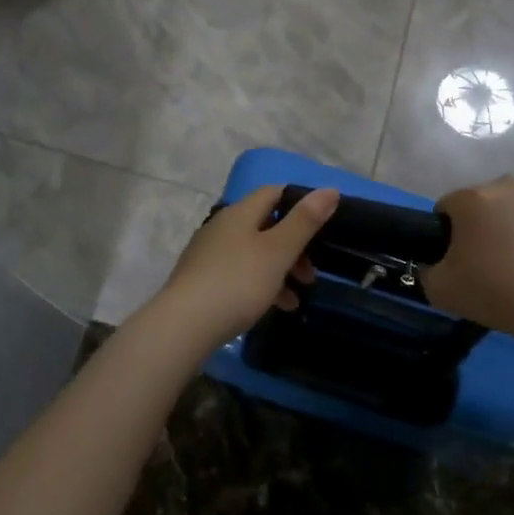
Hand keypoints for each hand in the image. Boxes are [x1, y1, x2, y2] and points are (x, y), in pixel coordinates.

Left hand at [147, 184, 340, 349]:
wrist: (184, 325)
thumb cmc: (238, 282)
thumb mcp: (278, 251)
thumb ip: (304, 221)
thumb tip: (329, 189)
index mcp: (240, 212)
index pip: (273, 192)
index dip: (299, 203)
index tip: (321, 226)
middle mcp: (222, 226)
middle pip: (265, 225)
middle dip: (293, 246)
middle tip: (311, 273)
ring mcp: (209, 253)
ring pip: (253, 252)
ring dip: (280, 270)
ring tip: (297, 296)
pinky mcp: (201, 279)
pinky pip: (239, 274)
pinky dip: (261, 285)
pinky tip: (275, 307)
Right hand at [421, 177, 513, 345]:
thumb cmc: (497, 293)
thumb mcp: (440, 291)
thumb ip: (426, 271)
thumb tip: (431, 266)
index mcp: (473, 198)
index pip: (447, 207)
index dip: (447, 234)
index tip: (457, 261)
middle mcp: (509, 185)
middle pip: (486, 203)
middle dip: (484, 226)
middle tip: (491, 264)